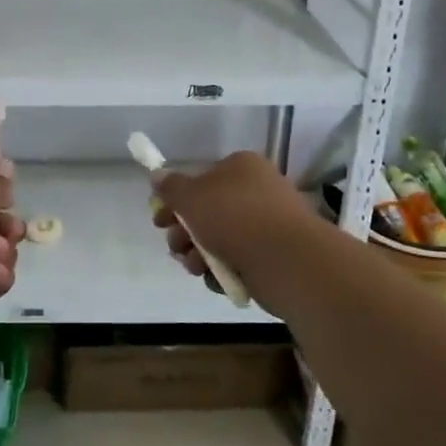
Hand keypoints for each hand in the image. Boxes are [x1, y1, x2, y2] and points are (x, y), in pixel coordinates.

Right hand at [151, 151, 315, 314]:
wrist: (287, 260)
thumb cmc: (235, 217)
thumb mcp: (191, 196)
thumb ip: (170, 187)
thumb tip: (158, 175)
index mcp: (241, 168)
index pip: (201, 180)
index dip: (176, 200)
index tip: (160, 219)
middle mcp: (256, 192)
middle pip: (207, 212)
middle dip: (184, 233)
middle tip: (175, 246)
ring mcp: (266, 226)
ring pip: (219, 240)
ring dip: (198, 254)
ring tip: (195, 266)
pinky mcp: (272, 257)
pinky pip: (237, 261)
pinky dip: (222, 270)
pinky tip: (215, 277)